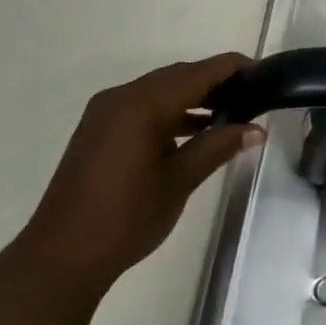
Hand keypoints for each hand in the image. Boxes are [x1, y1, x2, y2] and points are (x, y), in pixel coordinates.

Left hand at [22, 52, 264, 289]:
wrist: (61, 257)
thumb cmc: (126, 217)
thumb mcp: (180, 180)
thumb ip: (218, 146)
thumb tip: (256, 129)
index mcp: (142, 103)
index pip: (198, 72)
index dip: (232, 67)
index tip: (264, 72)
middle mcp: (122, 97)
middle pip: (178, 76)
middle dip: (215, 81)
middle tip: (252, 94)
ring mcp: (106, 113)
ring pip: (159, 91)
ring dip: (193, 97)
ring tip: (230, 113)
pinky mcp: (99, 131)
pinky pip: (142, 107)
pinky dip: (170, 112)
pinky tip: (194, 131)